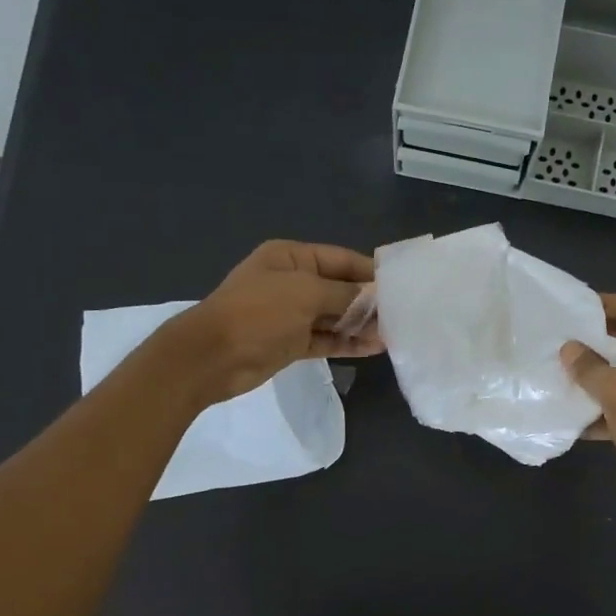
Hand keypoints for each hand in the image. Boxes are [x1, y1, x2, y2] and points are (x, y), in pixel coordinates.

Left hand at [161, 240, 382, 403]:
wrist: (212, 357)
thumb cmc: (258, 313)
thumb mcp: (305, 294)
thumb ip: (344, 295)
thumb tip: (375, 296)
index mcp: (291, 258)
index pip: (340, 259)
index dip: (369, 272)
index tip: (400, 286)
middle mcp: (293, 282)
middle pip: (340, 288)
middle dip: (369, 301)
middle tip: (403, 315)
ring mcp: (292, 315)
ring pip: (335, 317)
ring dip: (361, 325)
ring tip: (394, 335)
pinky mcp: (292, 343)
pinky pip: (326, 339)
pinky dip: (348, 343)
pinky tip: (374, 348)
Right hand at [561, 295, 615, 528]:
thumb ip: (591, 367)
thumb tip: (568, 349)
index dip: (607, 305)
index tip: (573, 310)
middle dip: (593, 342)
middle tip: (558, 340)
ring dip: (589, 376)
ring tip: (555, 371)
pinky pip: (612, 406)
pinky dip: (591, 407)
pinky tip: (564, 409)